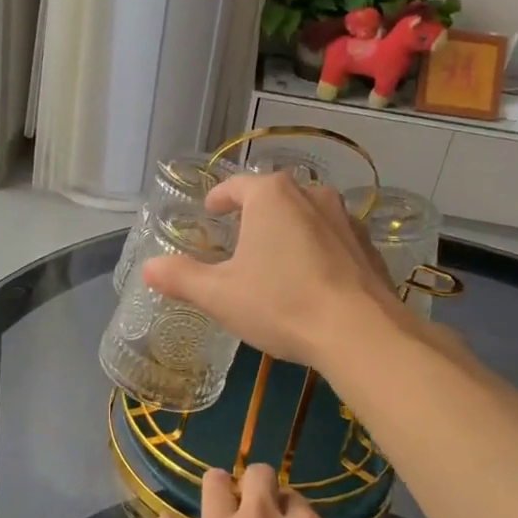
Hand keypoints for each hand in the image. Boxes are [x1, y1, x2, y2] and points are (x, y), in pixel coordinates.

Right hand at [140, 173, 405, 368]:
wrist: (359, 332)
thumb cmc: (280, 303)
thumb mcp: (219, 295)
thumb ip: (181, 277)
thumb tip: (148, 268)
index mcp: (271, 196)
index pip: (237, 186)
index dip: (219, 198)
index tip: (211, 211)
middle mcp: (311, 195)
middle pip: (274, 197)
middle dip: (255, 213)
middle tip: (239, 237)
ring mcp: (345, 219)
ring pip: (306, 215)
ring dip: (288, 229)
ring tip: (275, 256)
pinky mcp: (368, 246)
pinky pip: (332, 239)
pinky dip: (317, 250)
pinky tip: (311, 278)